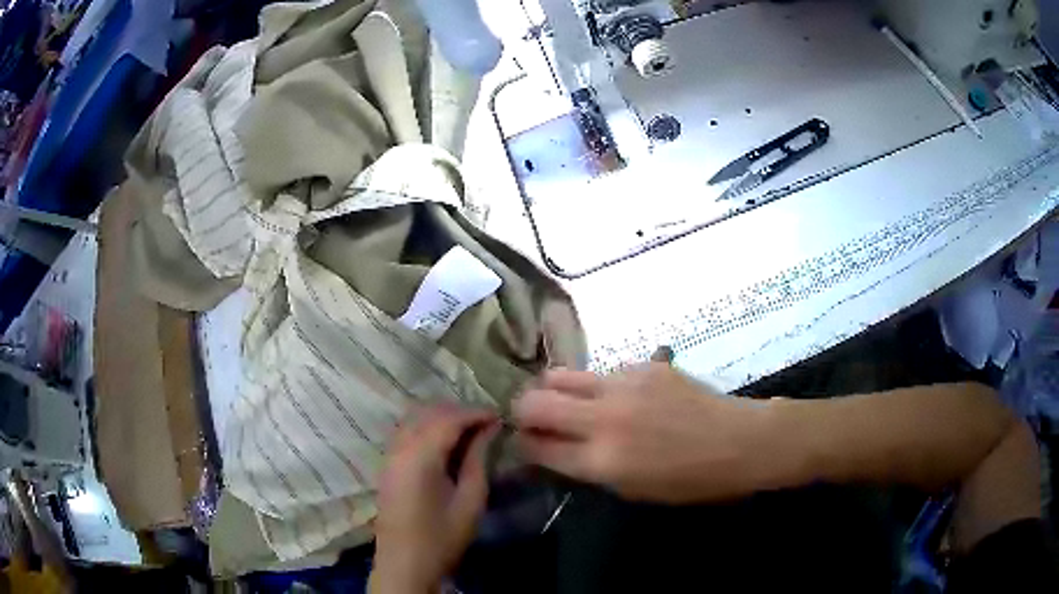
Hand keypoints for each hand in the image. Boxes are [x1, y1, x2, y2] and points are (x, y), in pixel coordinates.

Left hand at [370, 406, 499, 593]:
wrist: (405, 564)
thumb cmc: (442, 538)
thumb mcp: (470, 501)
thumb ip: (478, 460)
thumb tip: (489, 429)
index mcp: (419, 457)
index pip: (448, 419)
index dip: (475, 413)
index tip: (500, 417)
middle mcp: (399, 448)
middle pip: (428, 413)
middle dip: (459, 412)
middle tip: (487, 424)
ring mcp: (389, 455)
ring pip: (414, 419)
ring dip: (442, 418)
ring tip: (470, 431)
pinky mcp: (387, 465)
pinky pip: (406, 432)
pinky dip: (427, 428)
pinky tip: (446, 443)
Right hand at [513, 364, 772, 503]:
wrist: (739, 442)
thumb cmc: (690, 480)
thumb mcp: (633, 490)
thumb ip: (590, 469)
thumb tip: (558, 451)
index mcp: (601, 461)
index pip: (535, 447)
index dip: (522, 445)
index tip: (523, 443)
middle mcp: (603, 419)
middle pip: (533, 403)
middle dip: (521, 411)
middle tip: (532, 418)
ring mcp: (622, 385)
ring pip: (561, 376)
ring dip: (553, 390)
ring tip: (564, 399)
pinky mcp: (643, 365)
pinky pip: (604, 373)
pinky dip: (600, 386)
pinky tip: (623, 397)